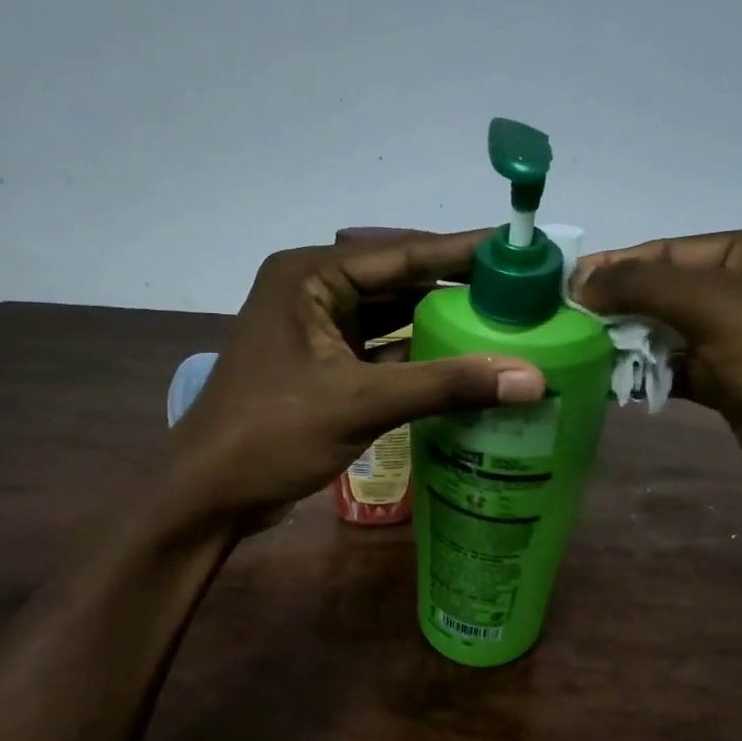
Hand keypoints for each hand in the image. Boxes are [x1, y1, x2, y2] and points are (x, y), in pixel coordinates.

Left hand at [166, 231, 544, 528]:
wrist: (209, 494)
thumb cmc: (272, 434)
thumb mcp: (361, 402)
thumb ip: (446, 385)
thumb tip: (532, 378)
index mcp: (311, 276)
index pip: (402, 254)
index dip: (464, 251)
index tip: (520, 247)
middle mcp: (314, 291)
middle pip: (399, 281)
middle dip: (457, 288)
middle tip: (522, 290)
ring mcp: (317, 329)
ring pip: (392, 316)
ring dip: (440, 323)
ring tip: (505, 322)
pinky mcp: (324, 365)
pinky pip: (382, 349)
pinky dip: (420, 356)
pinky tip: (465, 363)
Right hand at [572, 227, 741, 531]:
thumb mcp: (724, 308)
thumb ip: (648, 287)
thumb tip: (581, 279)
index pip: (672, 251)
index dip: (615, 267)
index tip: (558, 286)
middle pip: (668, 293)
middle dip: (616, 309)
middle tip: (556, 325)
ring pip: (671, 337)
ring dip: (627, 346)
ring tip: (569, 355)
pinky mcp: (739, 391)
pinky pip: (680, 374)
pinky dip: (647, 378)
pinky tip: (605, 384)